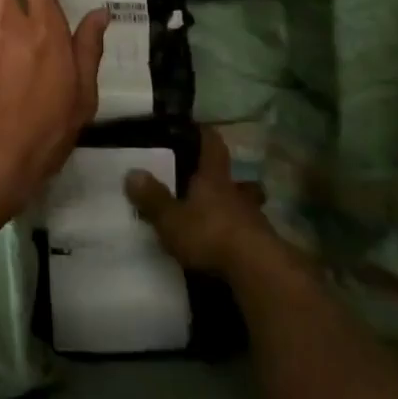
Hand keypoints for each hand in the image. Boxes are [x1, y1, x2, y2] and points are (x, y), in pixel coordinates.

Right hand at [124, 128, 302, 280]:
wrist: (258, 271)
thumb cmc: (210, 234)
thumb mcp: (171, 218)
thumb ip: (152, 197)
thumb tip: (132, 173)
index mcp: (213, 179)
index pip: (213, 147)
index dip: (207, 135)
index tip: (200, 127)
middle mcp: (237, 194)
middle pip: (238, 180)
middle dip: (229, 181)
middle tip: (215, 184)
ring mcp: (255, 221)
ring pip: (248, 208)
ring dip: (237, 211)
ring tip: (221, 220)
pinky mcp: (265, 247)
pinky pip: (251, 235)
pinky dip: (240, 237)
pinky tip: (229, 248)